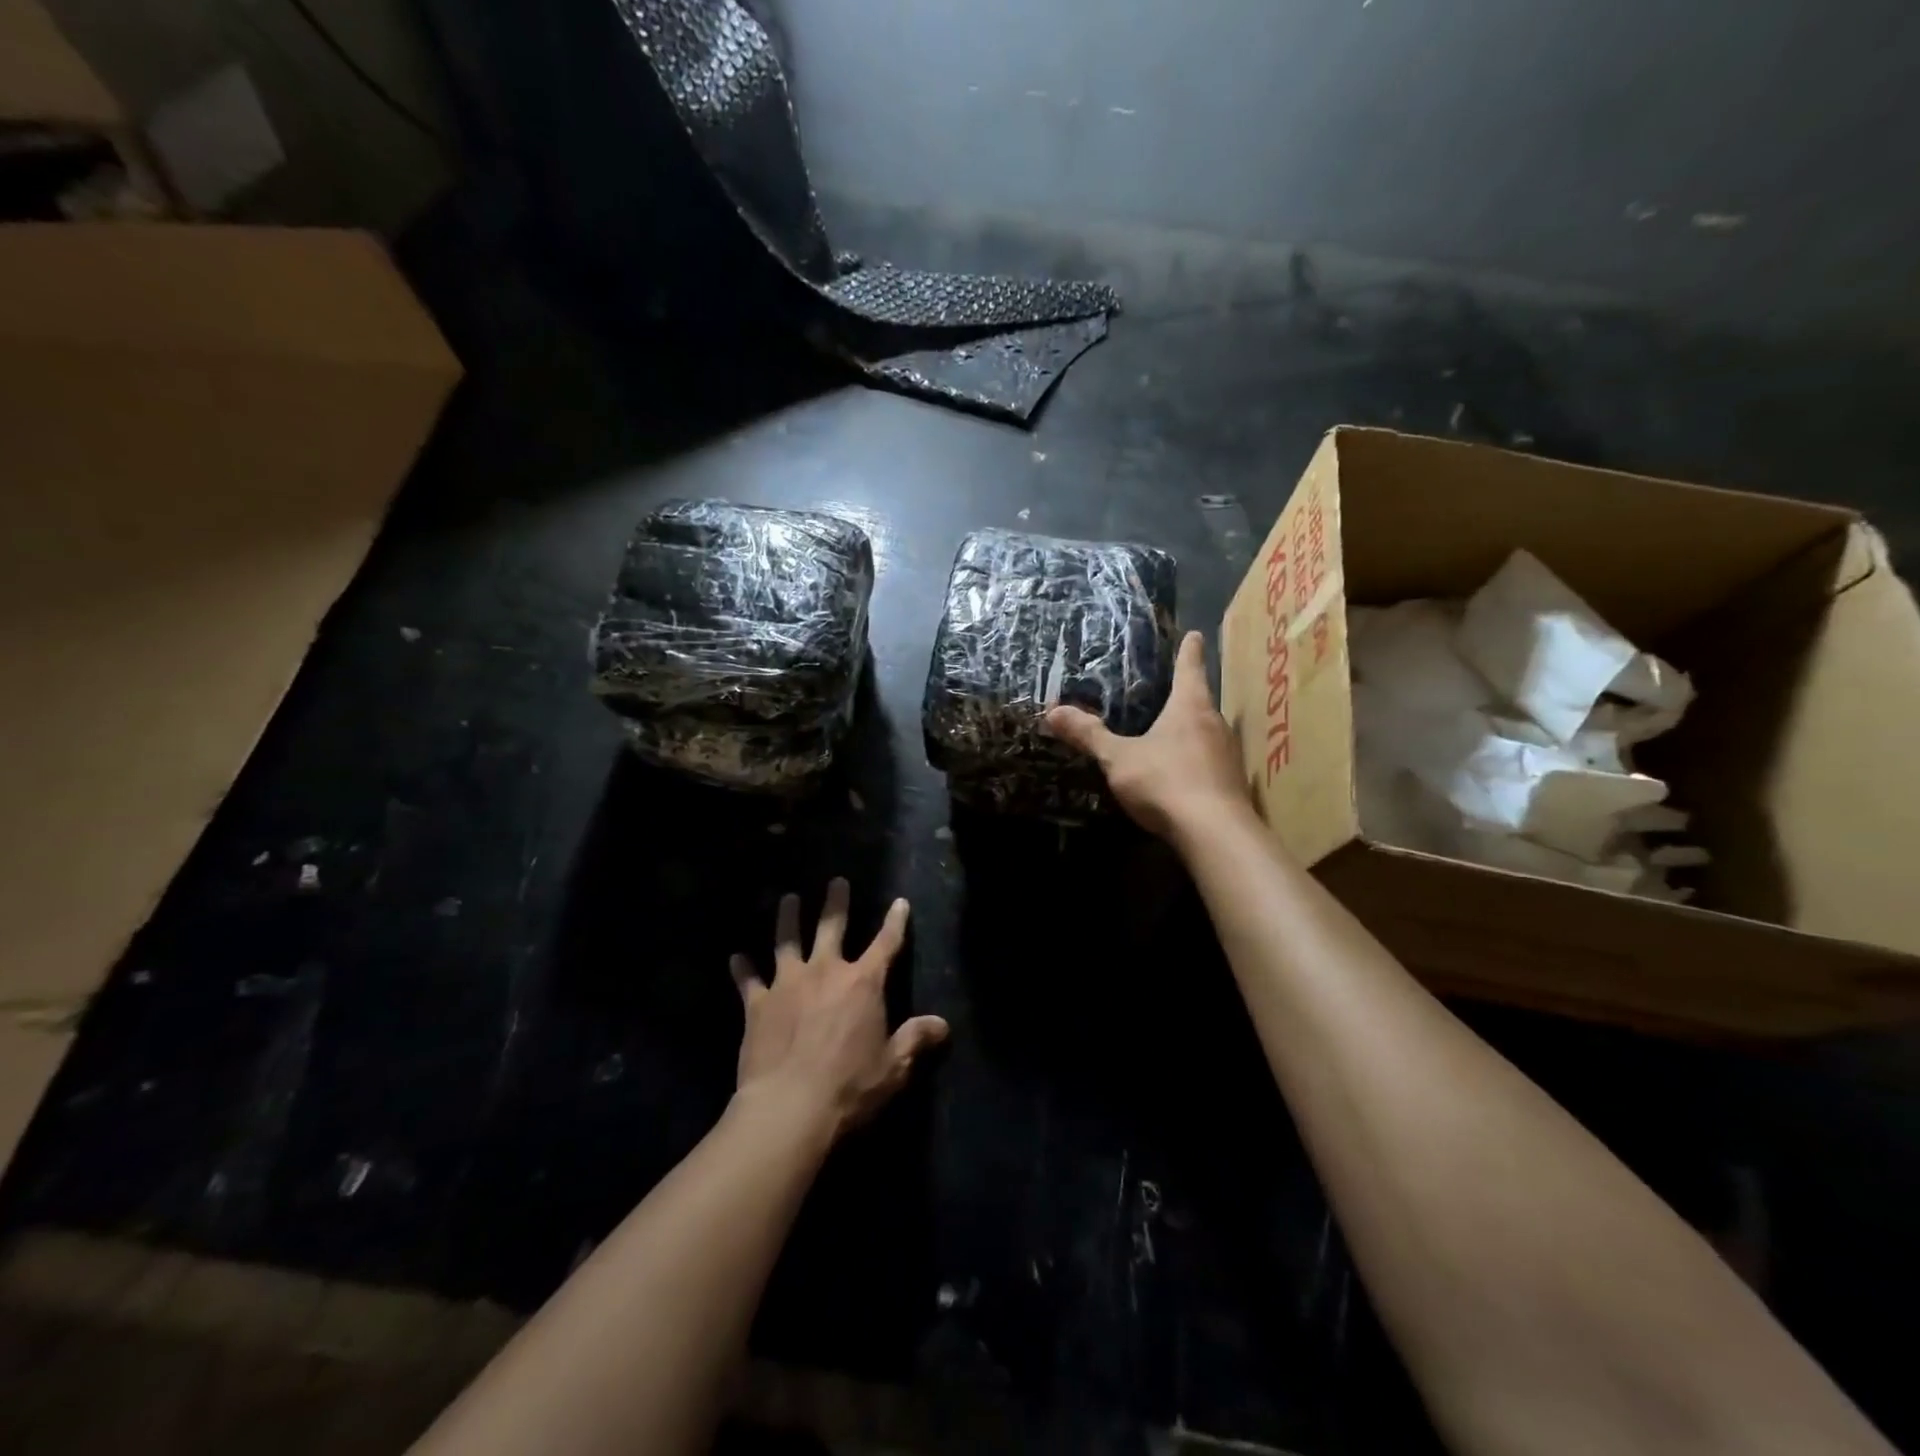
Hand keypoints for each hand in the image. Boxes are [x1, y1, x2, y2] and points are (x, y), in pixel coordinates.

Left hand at [729, 878, 948, 1139]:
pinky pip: (748, 980)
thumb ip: (915, 1039)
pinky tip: (735, 957)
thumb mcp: (893, 1066)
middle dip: (836, 902)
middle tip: (836, 881)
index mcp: (863, 983)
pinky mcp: (759, 1004)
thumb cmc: (850, 1086)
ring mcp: (788, 983)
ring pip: (787, 940)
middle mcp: (826, 971)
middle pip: (832, 926)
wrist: (790, 1106)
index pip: (886, 944)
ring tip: (788, 899)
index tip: (899, 902)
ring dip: (788, 918)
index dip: (895, 922)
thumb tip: (943, 1025)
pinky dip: (742, 968)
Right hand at [1044, 630, 1248, 841]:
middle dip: (1188, 695)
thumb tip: (1053, 711)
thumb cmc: (1165, 781)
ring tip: (1173, 732)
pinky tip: (1183, 774)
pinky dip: (1197, 760)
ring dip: (1193, 730)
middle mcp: (1215, 724)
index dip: (1189, 650)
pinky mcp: (1232, 784)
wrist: (1214, 833)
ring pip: (1208, 733)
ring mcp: (1228, 755)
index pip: (1189, 668)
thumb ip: (1089, 735)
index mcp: (1190, 707)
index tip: (1194, 634)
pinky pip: (1211, 762)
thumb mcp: (1118, 758)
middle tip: (1172, 689)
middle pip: (1202, 701)